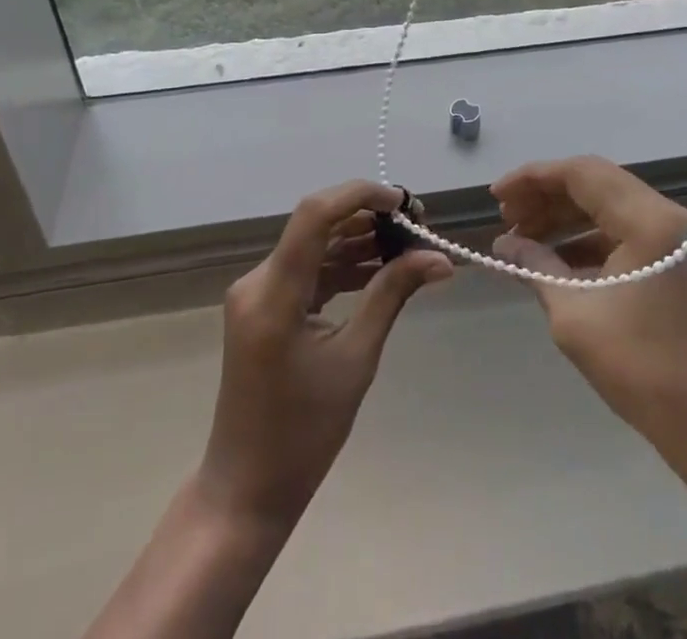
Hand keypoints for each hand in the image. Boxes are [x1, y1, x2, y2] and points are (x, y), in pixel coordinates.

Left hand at [199, 181, 452, 527]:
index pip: (315, 214)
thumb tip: (439, 258)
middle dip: (368, 216)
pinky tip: (380, 268)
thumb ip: (392, 296)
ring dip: (358, 240)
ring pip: (314, 246)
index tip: (405, 201)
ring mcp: (257, 292)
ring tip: (408, 244)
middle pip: (316, 225)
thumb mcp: (356, 360)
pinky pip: (307, 271)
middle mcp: (258, 280)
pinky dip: (342, 266)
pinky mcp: (264, 306)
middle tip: (417, 224)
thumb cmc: (303, 434)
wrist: (247, 490)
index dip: (360, 195)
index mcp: (273, 292)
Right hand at [492, 157, 686, 477]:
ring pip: (607, 209)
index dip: (533, 178)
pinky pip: (622, 235)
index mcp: (647, 219)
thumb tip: (504, 245)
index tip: (495, 196)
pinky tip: (554, 262)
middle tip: (505, 218)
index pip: (581, 173)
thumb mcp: (574, 314)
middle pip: (594, 185)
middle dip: (545, 197)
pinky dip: (586, 241)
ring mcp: (673, 241)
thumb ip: (536, 266)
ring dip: (563, 219)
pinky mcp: (674, 265)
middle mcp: (665, 217)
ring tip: (521, 240)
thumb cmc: (642, 369)